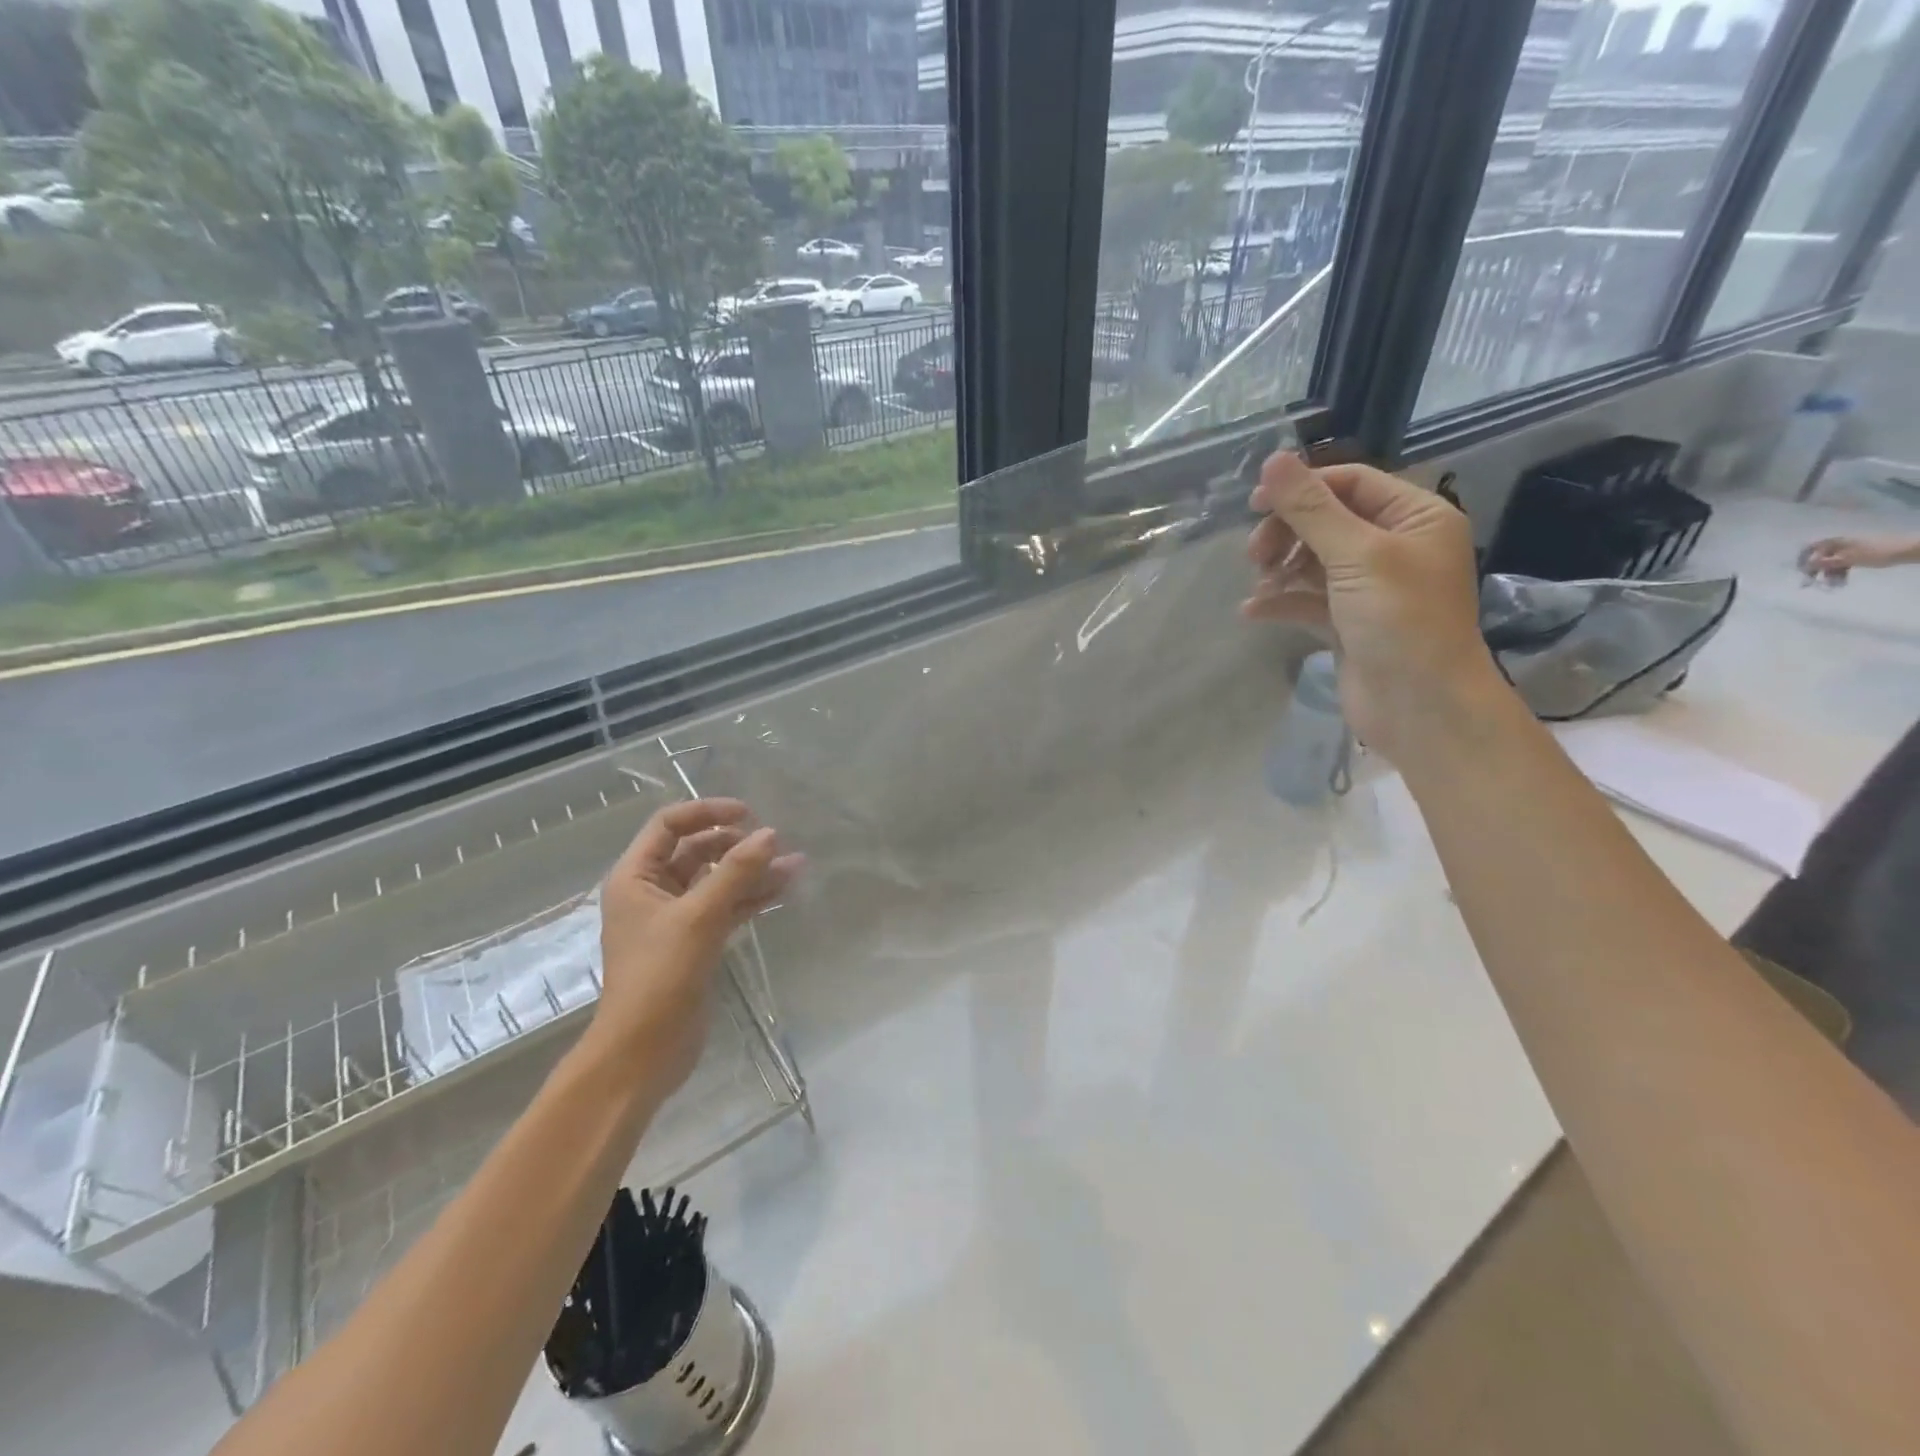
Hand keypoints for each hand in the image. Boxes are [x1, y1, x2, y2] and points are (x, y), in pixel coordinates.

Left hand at [592, 799, 801, 1099]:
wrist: (644, 1051)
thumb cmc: (660, 976)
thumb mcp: (699, 916)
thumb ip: (736, 872)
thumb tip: (770, 834)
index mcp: (636, 877)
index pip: (669, 825)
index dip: (707, 812)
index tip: (748, 814)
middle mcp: (653, 891)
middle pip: (697, 850)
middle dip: (736, 844)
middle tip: (774, 844)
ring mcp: (676, 918)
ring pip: (718, 880)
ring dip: (752, 871)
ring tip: (795, 864)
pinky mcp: (697, 941)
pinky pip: (727, 907)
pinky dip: (752, 897)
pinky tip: (785, 888)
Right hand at [1241, 452, 1496, 761]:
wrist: (1421, 706)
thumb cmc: (1400, 620)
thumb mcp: (1356, 555)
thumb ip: (1310, 509)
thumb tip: (1272, 460)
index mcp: (1416, 517)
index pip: (1351, 483)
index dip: (1302, 488)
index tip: (1254, 504)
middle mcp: (1396, 546)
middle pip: (1328, 521)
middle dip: (1288, 533)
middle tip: (1255, 555)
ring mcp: (1371, 587)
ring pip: (1314, 561)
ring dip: (1281, 569)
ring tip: (1259, 584)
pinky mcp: (1349, 622)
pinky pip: (1309, 600)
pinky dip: (1282, 601)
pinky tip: (1253, 611)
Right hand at [1798, 535, 1912, 581]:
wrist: (1905, 550)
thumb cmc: (1873, 553)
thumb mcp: (1846, 559)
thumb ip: (1824, 562)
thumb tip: (1804, 565)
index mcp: (1834, 542)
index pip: (1810, 548)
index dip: (1802, 559)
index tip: (1799, 571)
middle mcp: (1839, 544)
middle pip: (1821, 557)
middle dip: (1816, 571)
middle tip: (1813, 583)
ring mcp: (1850, 550)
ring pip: (1832, 563)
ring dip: (1829, 574)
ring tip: (1833, 585)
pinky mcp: (1858, 555)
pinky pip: (1843, 564)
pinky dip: (1840, 573)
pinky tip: (1842, 581)